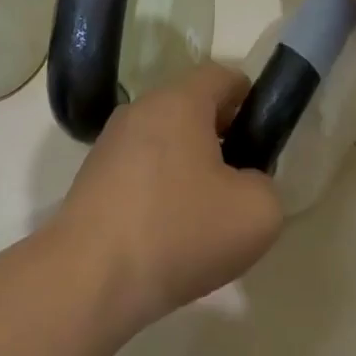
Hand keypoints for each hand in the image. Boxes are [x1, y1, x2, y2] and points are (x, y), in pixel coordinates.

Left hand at [56, 63, 284, 322]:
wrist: (90, 278)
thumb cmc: (179, 232)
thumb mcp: (258, 211)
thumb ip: (265, 182)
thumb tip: (243, 181)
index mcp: (178, 102)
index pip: (223, 76)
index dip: (251, 101)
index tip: (263, 141)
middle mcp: (138, 112)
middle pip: (191, 110)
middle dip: (222, 139)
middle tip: (240, 186)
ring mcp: (109, 145)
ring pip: (165, 144)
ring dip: (190, 169)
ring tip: (205, 218)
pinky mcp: (91, 180)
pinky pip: (140, 173)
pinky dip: (160, 192)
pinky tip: (169, 234)